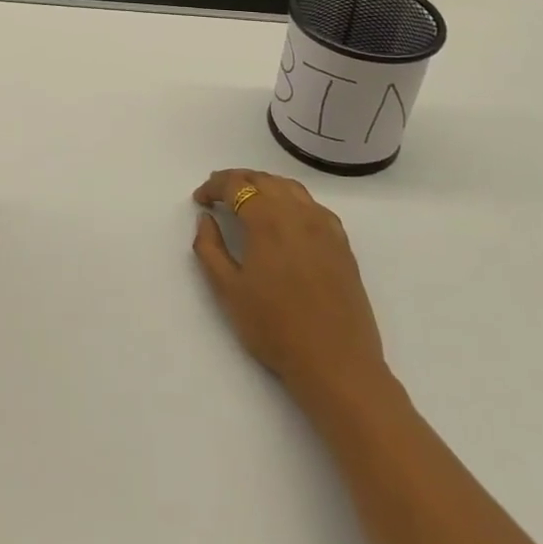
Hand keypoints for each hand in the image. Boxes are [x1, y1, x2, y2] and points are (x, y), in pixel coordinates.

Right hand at [191, 168, 388, 396]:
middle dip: (236, 181)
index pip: (236, 185)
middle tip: (217, 194)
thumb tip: (206, 219)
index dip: (213, 187)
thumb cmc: (275, 328)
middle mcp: (298, 213)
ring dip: (264, 185)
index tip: (200, 200)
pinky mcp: (342, 243)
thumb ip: (209, 248)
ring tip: (248, 201)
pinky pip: (313, 206)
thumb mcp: (228, 290)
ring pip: (290, 188)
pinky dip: (291, 200)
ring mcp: (325, 226)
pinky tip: (285, 219)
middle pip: (263, 179)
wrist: (336, 364)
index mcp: (268, 220)